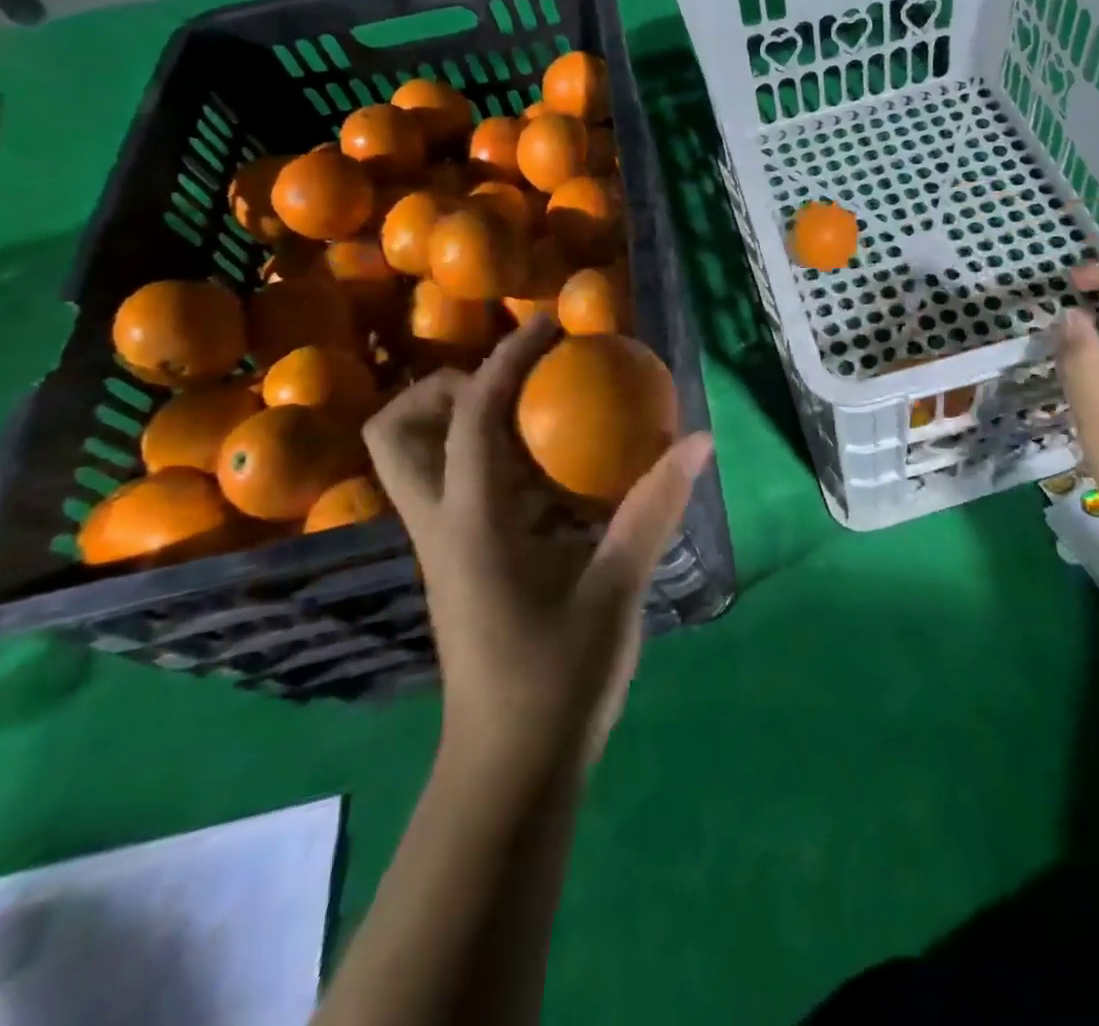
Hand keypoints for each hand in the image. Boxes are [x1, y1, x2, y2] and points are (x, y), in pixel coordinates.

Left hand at [363, 317, 713, 774]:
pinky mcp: (460, 566)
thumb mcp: (616, 588)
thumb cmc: (557, 679)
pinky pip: (461, 491)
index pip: (472, 416)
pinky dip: (496, 464)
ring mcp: (444, 548)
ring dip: (469, 423)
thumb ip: (654, 508)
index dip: (506, 359)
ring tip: (542, 416)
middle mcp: (441, 525)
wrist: (510, 770)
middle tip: (517, 383)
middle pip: (399, 433)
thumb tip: (698, 440)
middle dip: (447, 390)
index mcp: (470, 522)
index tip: (546, 328)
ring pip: (422, 462)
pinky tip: (556, 480)